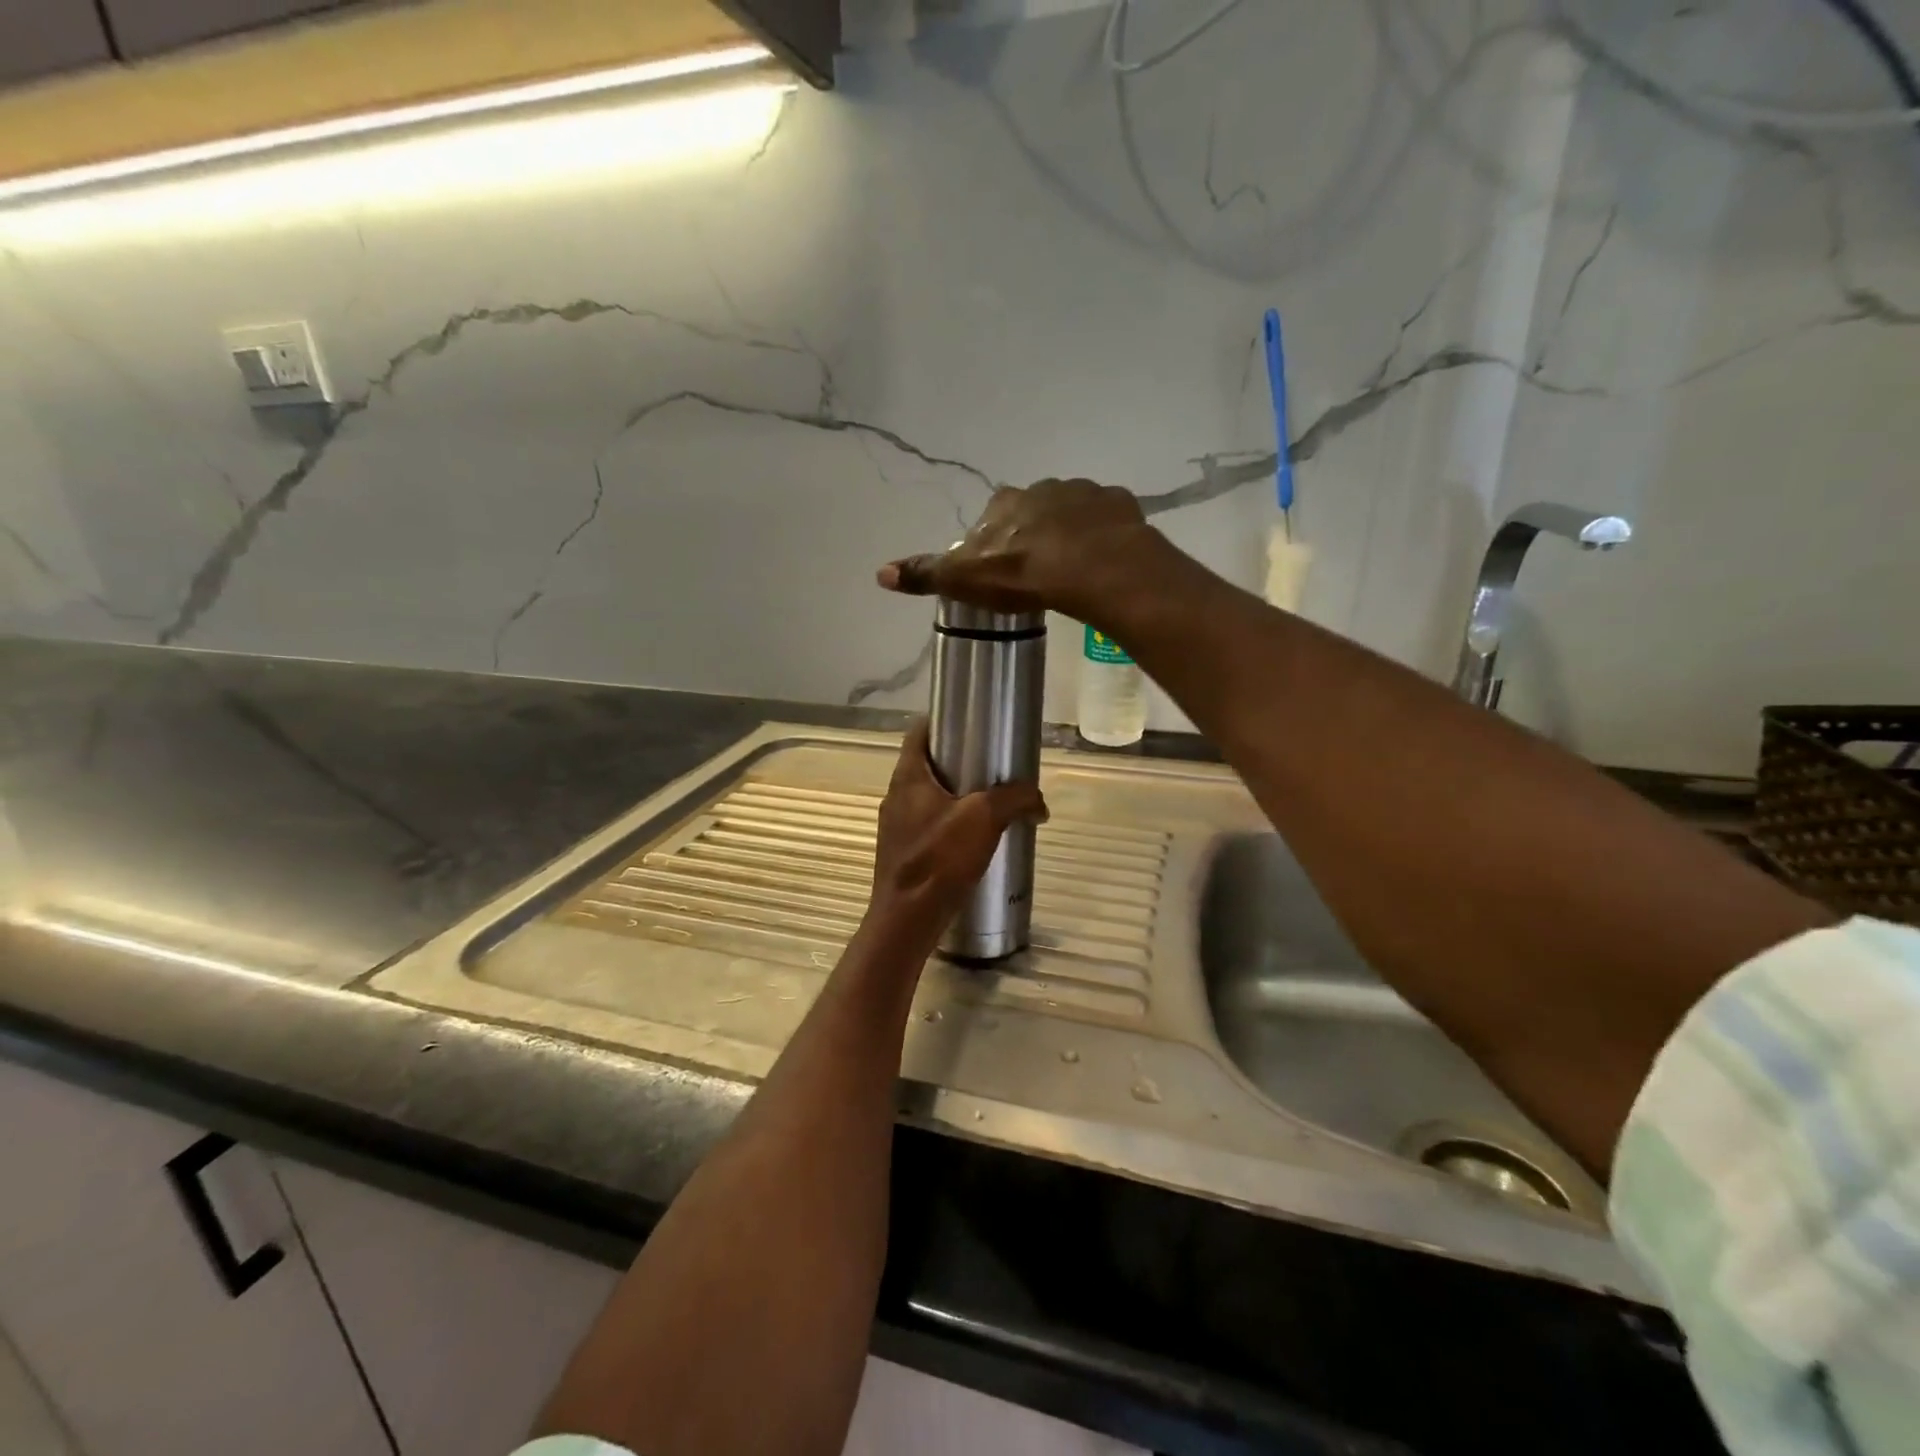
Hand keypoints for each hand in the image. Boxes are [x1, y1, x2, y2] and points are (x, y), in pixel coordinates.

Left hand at [866, 720, 1047, 947]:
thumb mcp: (984, 819)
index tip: (971, 722)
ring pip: (928, 797)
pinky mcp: (903, 853)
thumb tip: (1039, 802)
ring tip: (990, 802)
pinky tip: (975, 840)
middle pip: (926, 764)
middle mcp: (896, 796)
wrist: (907, 920)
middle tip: (992, 764)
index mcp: (908, 777)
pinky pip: (929, 826)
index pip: (918, 732)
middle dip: (958, 761)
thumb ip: (1015, 799)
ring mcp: (896, 826)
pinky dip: (950, 824)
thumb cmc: (939, 859)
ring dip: (956, 796)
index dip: (942, 720)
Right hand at [875, 479, 1154, 627]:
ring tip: (1073, 567)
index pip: (992, 518)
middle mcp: (1043, 488)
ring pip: (1072, 512)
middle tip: (1037, 569)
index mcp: (1006, 503)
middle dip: (1032, 533)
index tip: (1000, 569)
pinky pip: (1107, 519)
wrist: (1097, 569)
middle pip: (1032, 511)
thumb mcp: (967, 580)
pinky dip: (1103, 534)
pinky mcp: (1120, 505)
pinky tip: (1103, 559)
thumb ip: (927, 574)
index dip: (994, 542)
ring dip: (1069, 532)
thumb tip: (880, 573)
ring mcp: (1086, 493)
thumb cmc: (1026, 575)